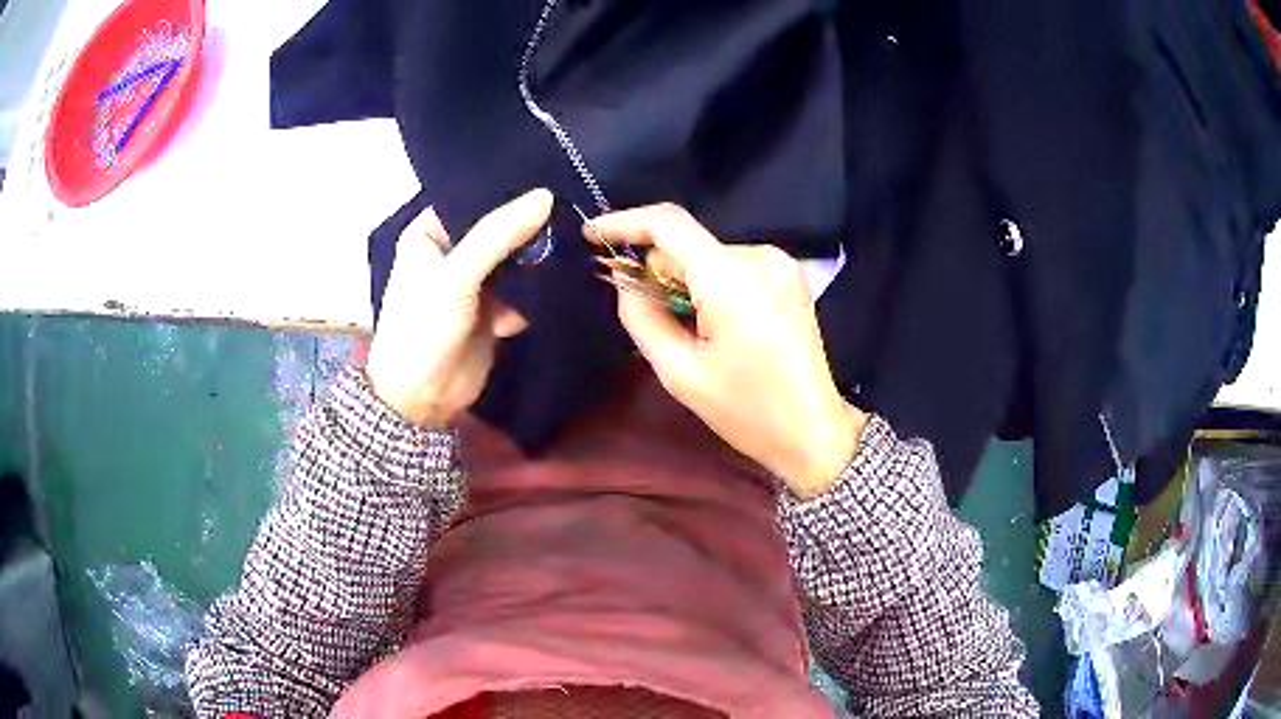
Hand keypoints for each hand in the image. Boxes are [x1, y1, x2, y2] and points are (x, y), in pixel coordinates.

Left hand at [365, 189, 552, 425]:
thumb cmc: (421, 329)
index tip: (550, 175)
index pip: (473, 198)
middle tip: (572, 208)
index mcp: (430, 233)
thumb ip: (498, 235)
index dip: (507, 190)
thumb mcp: (455, 276)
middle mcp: (453, 251)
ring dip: (538, 259)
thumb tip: (546, 196)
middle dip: (530, 226)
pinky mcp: (494, 308)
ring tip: (574, 244)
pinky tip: (558, 285)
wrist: (421, 399)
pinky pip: (523, 288)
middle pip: (499, 227)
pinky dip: (537, 290)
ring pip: (515, 258)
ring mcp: (475, 282)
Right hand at [591, 204, 866, 497]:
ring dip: (686, 283)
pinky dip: (712, 286)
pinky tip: (718, 325)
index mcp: (732, 280)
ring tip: (693, 333)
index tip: (593, 236)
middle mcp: (760, 257)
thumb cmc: (747, 411)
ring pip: (708, 257)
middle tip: (648, 316)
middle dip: (658, 271)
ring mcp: (780, 264)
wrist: (813, 430)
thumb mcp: (680, 373)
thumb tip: (625, 283)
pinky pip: (733, 266)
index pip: (668, 224)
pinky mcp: (789, 276)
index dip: (624, 222)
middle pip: (687, 245)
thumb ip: (642, 318)